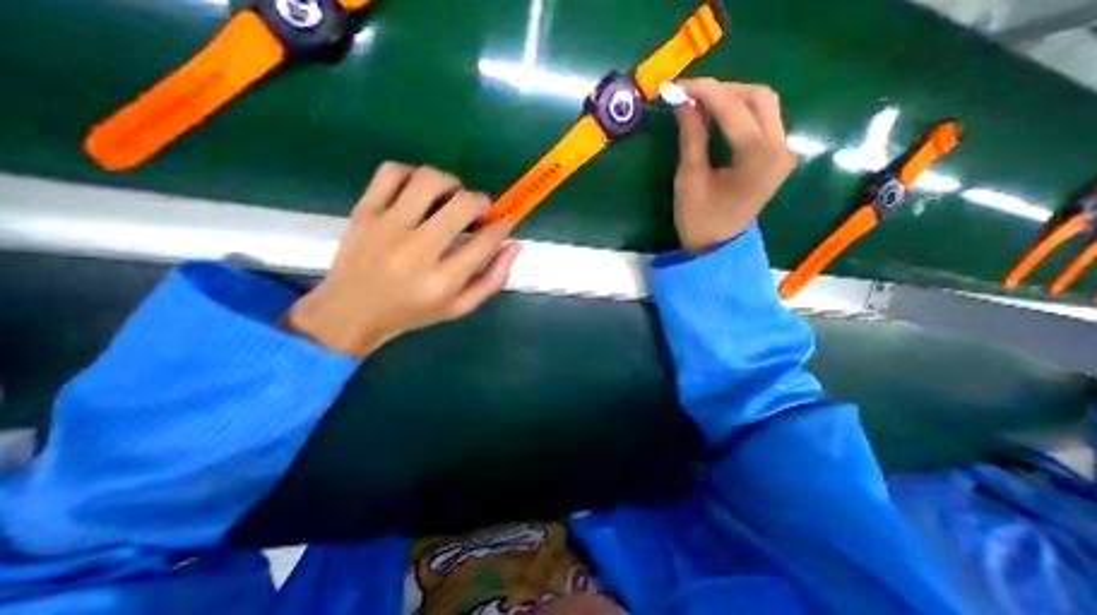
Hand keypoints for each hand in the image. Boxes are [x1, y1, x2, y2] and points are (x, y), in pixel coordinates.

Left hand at [282, 163, 521, 358]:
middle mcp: (416, 251)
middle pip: (462, 206)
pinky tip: (418, 190)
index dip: (502, 226)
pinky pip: (391, 172)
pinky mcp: (364, 211)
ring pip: (428, 180)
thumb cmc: (412, 312)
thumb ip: (493, 279)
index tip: (504, 222)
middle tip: (480, 210)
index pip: (485, 241)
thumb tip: (514, 245)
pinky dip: (412, 173)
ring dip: (451, 183)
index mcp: (442, 281)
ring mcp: (386, 227)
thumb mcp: (459, 307)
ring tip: (451, 197)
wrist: (350, 311)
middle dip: (481, 202)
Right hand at [668, 77, 799, 251]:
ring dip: (733, 98)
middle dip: (723, 90)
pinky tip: (718, 115)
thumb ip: (691, 137)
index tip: (679, 86)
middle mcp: (780, 148)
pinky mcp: (777, 156)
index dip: (706, 92)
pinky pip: (763, 120)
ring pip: (764, 105)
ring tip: (701, 103)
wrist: (717, 247)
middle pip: (758, 97)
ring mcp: (783, 151)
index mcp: (758, 157)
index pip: (734, 109)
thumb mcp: (689, 179)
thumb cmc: (699, 219)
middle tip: (691, 95)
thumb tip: (685, 103)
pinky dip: (740, 112)